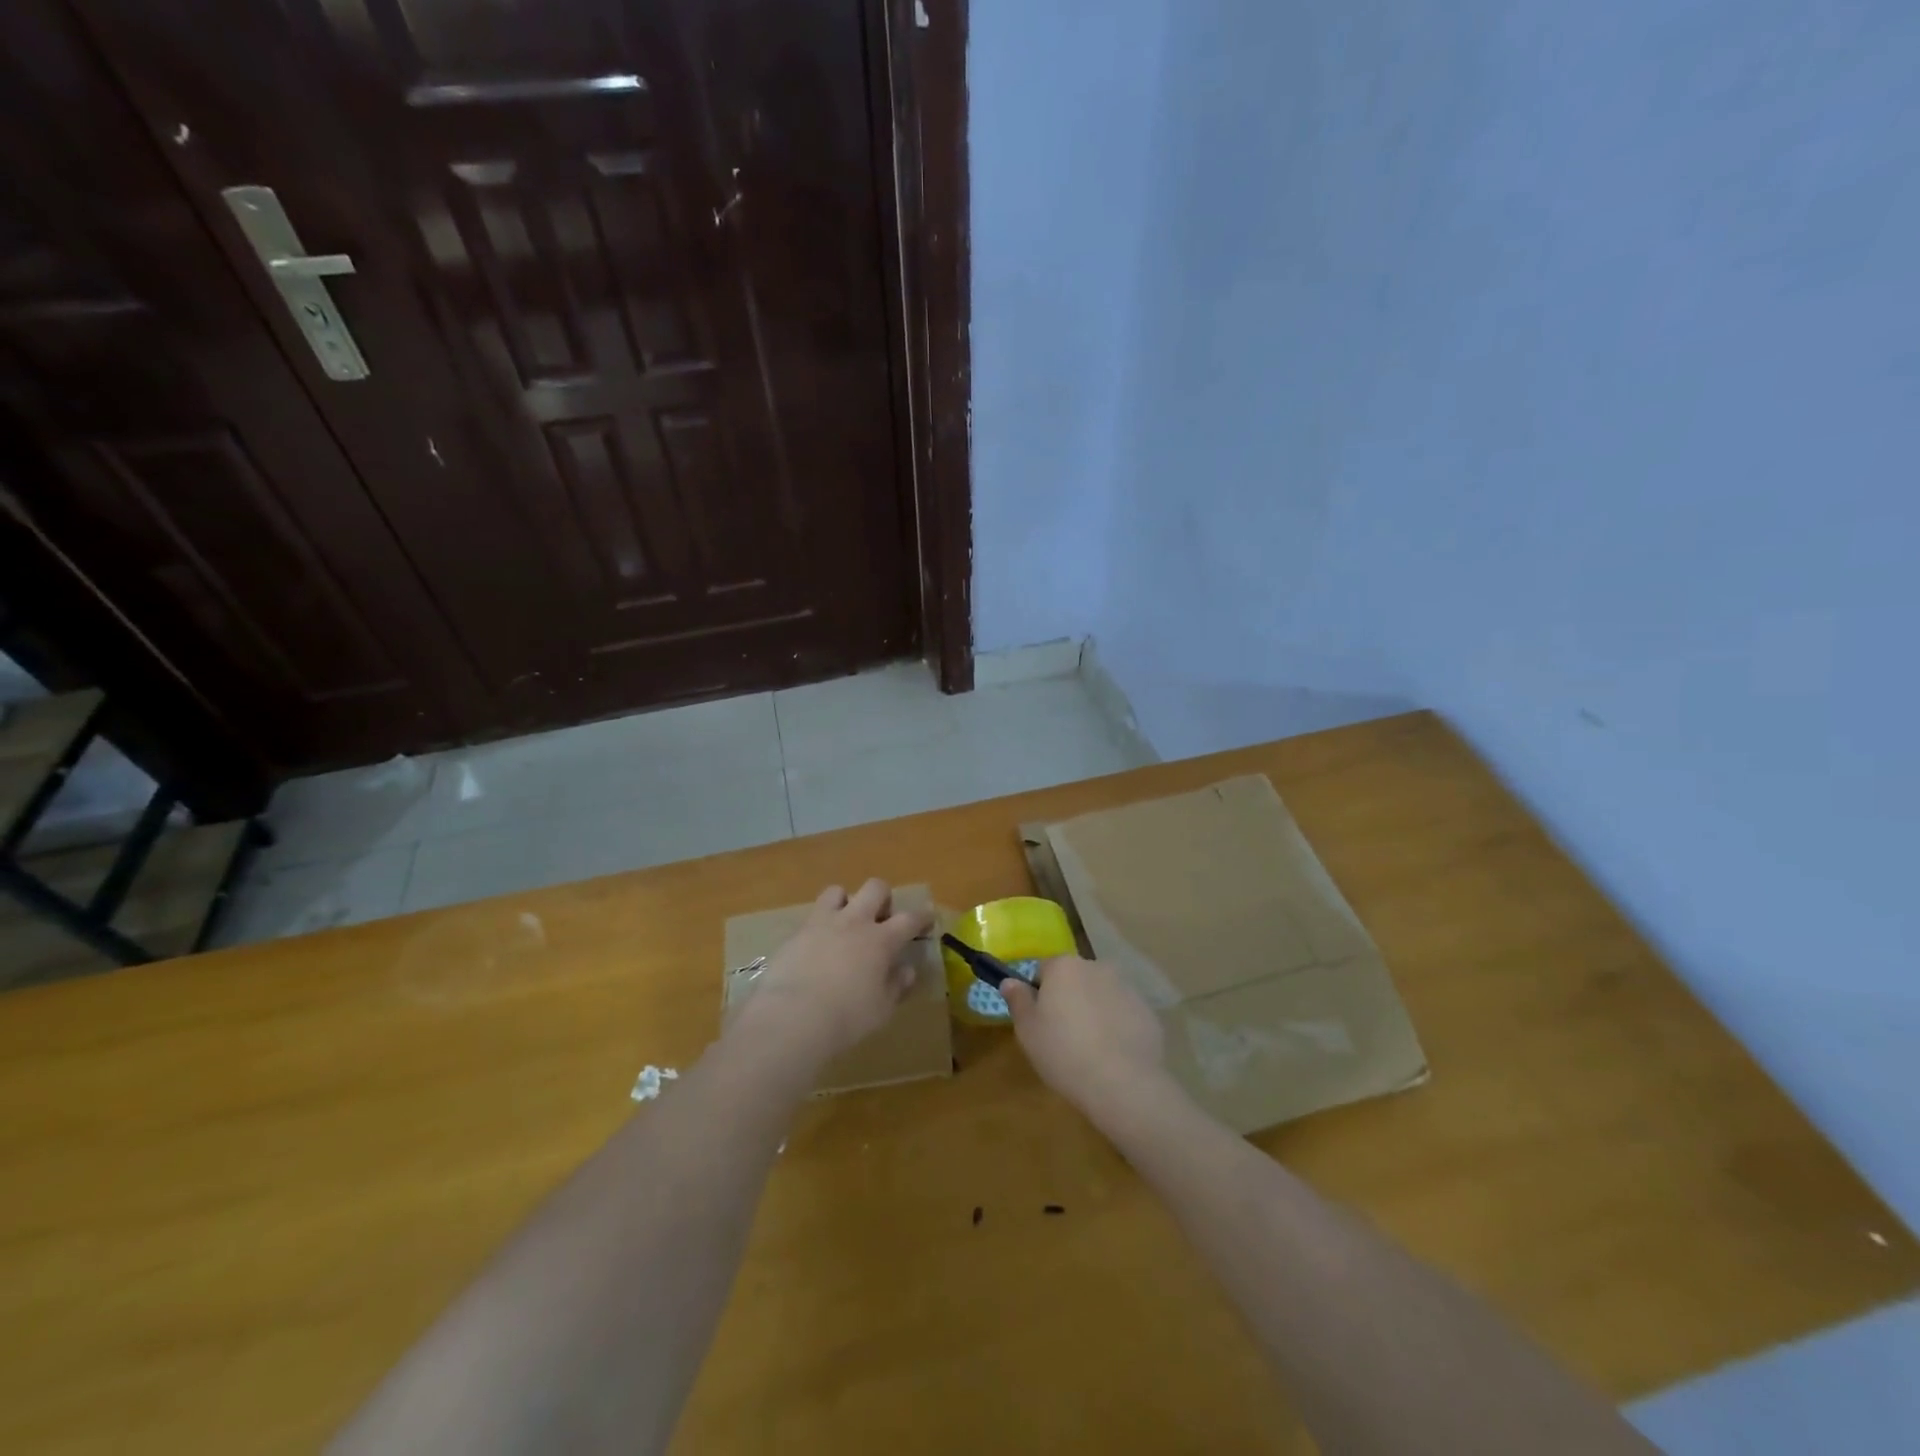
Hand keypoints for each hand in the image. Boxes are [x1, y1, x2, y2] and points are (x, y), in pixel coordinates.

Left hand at [734, 880, 933, 1065]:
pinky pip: (812, 916)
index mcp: (881, 940)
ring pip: (837, 891)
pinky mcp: (796, 933)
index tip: (928, 915)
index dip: (922, 915)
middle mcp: (854, 922)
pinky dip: (820, 926)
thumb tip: (906, 971)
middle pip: (875, 888)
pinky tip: (817, 948)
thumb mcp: (881, 1009)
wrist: (793, 1016)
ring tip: (845, 924)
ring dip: (846, 902)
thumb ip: (896, 986)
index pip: (909, 919)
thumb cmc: (846, 1017)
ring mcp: (823, 923)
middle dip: (883, 898)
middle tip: (881, 919)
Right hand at [1002, 957, 1167, 1115]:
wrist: (1122, 1082)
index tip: (1040, 1021)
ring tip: (1090, 1049)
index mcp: (1064, 967)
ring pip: (1101, 995)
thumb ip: (1017, 1000)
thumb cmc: (1063, 1052)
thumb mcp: (1027, 1030)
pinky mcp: (1147, 1011)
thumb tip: (1010, 981)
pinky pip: (1123, 1013)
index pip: (1044, 969)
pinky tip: (1113, 1055)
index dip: (1039, 994)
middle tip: (1063, 1036)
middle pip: (1075, 979)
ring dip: (1094, 1011)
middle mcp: (1097, 967)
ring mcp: (1126, 987)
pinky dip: (1117, 1026)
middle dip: (1069, 999)